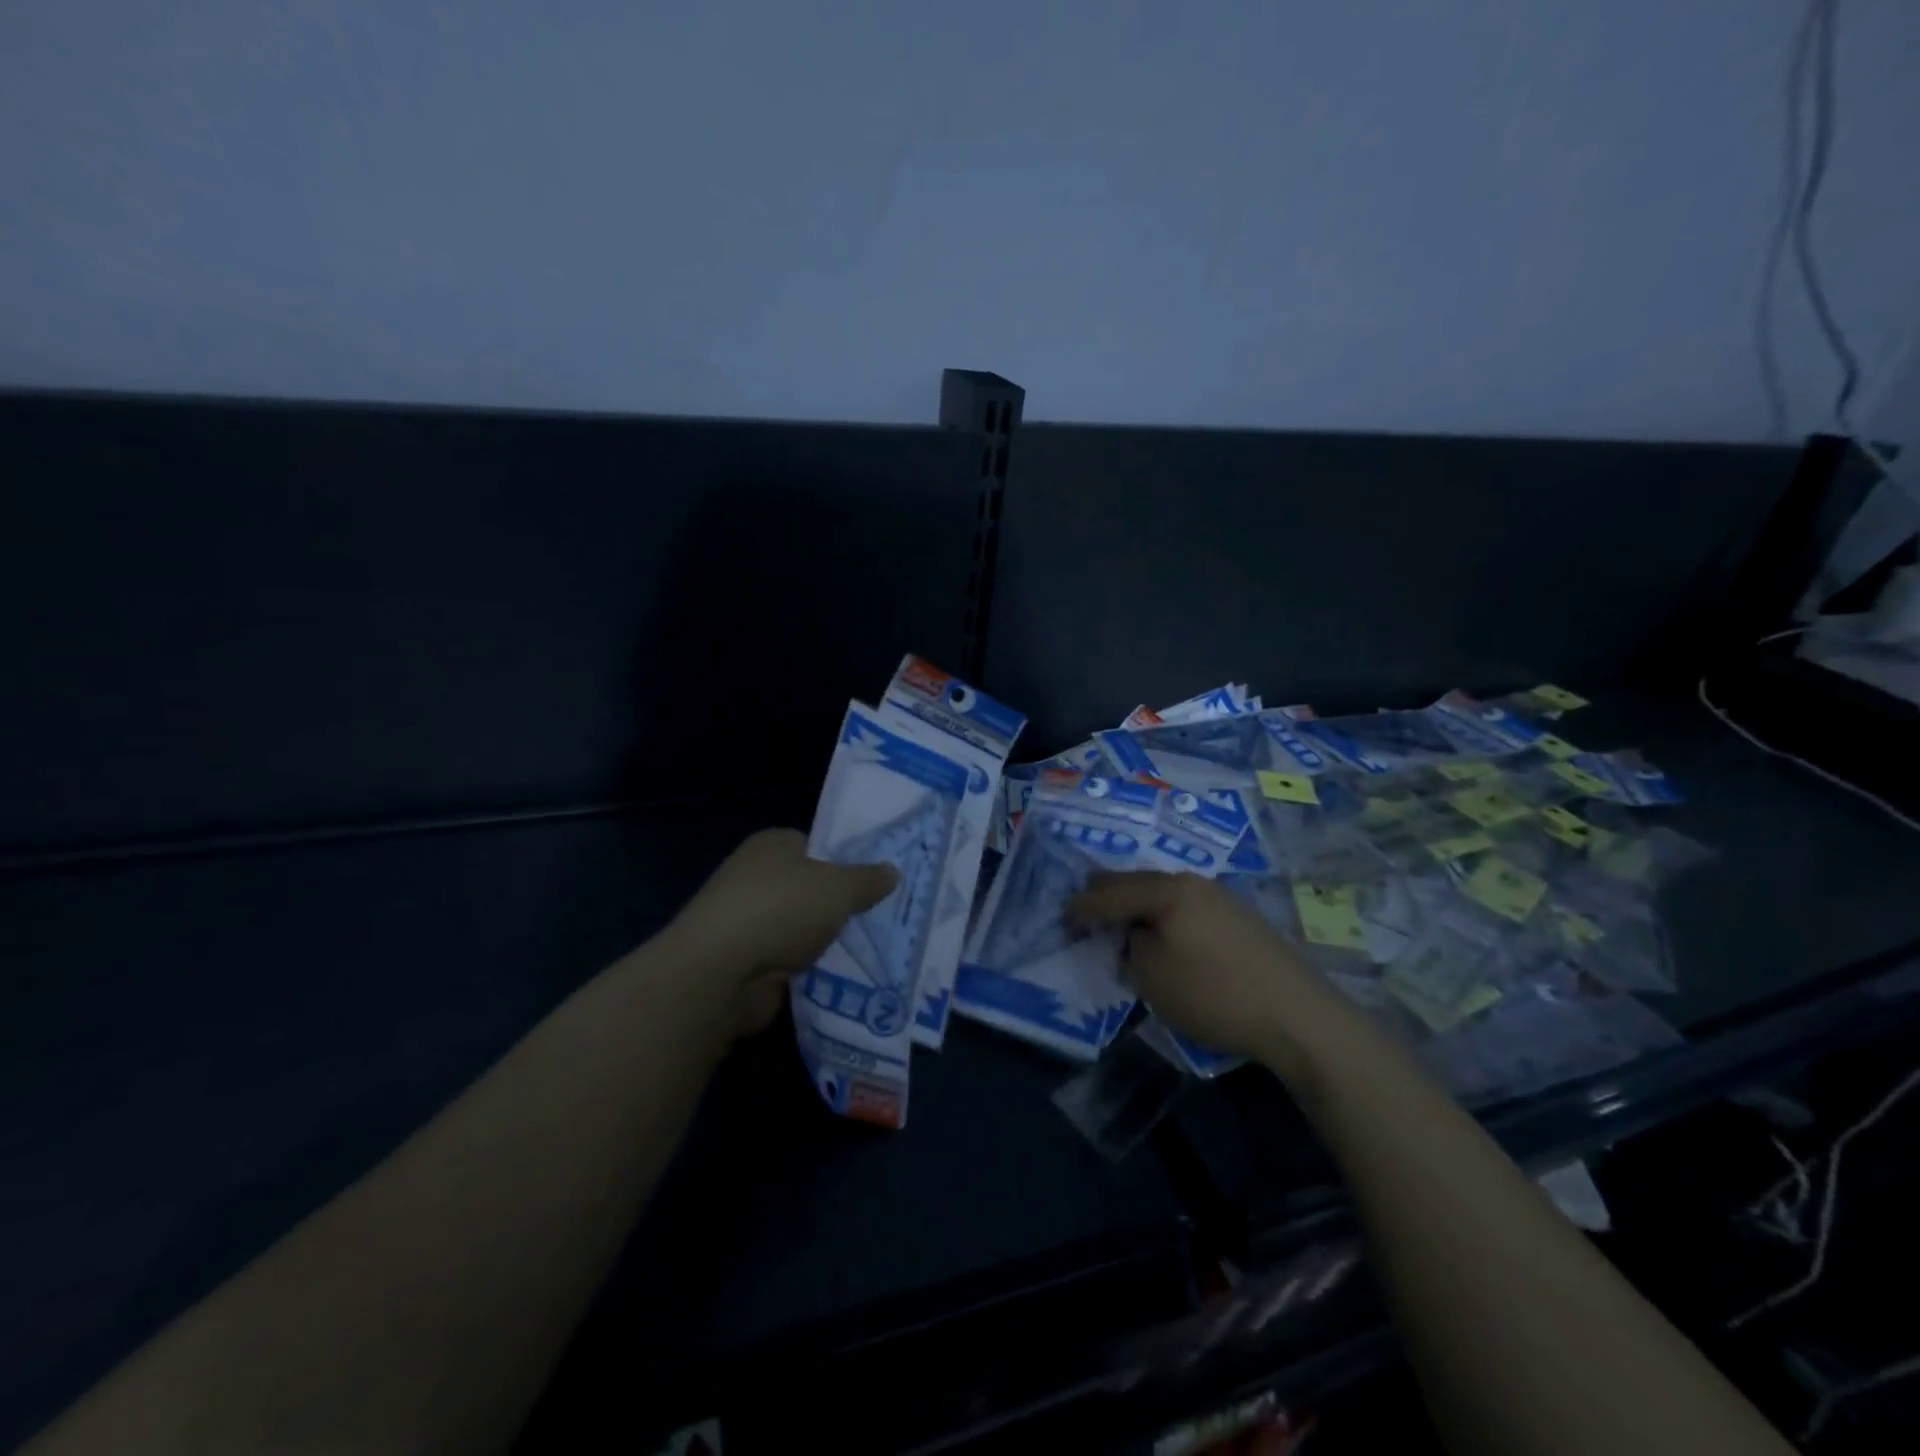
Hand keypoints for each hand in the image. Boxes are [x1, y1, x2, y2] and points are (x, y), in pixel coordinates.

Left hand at [666, 828, 898, 1035]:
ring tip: (866, 947)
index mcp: (772, 844)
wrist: (719, 973)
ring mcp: (745, 920)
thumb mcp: (840, 888)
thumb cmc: (781, 910)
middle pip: (807, 886)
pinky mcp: (742, 960)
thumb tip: (892, 871)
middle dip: (836, 903)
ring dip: (821, 938)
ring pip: (798, 925)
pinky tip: (836, 975)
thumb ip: (868, 880)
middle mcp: (754, 875)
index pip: (814, 844)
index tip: (874, 879)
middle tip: (878, 914)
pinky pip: (786, 958)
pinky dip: (805, 966)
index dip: (844, 859)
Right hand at [1069, 871, 1326, 1061]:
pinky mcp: (1240, 918)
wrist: (1299, 1016)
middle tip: (1085, 916)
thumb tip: (1134, 938)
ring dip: (1137, 908)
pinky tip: (1164, 938)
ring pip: (1162, 893)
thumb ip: (1130, 949)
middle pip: (1136, 882)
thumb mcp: (1153, 977)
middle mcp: (1192, 882)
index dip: (1082, 907)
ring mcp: (1220, 897)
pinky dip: (1163, 917)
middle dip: (1107, 898)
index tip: (1063, 919)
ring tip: (1123, 930)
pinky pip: (1185, 907)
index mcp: (1167, 890)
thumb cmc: (1215, 994)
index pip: (1110, 892)